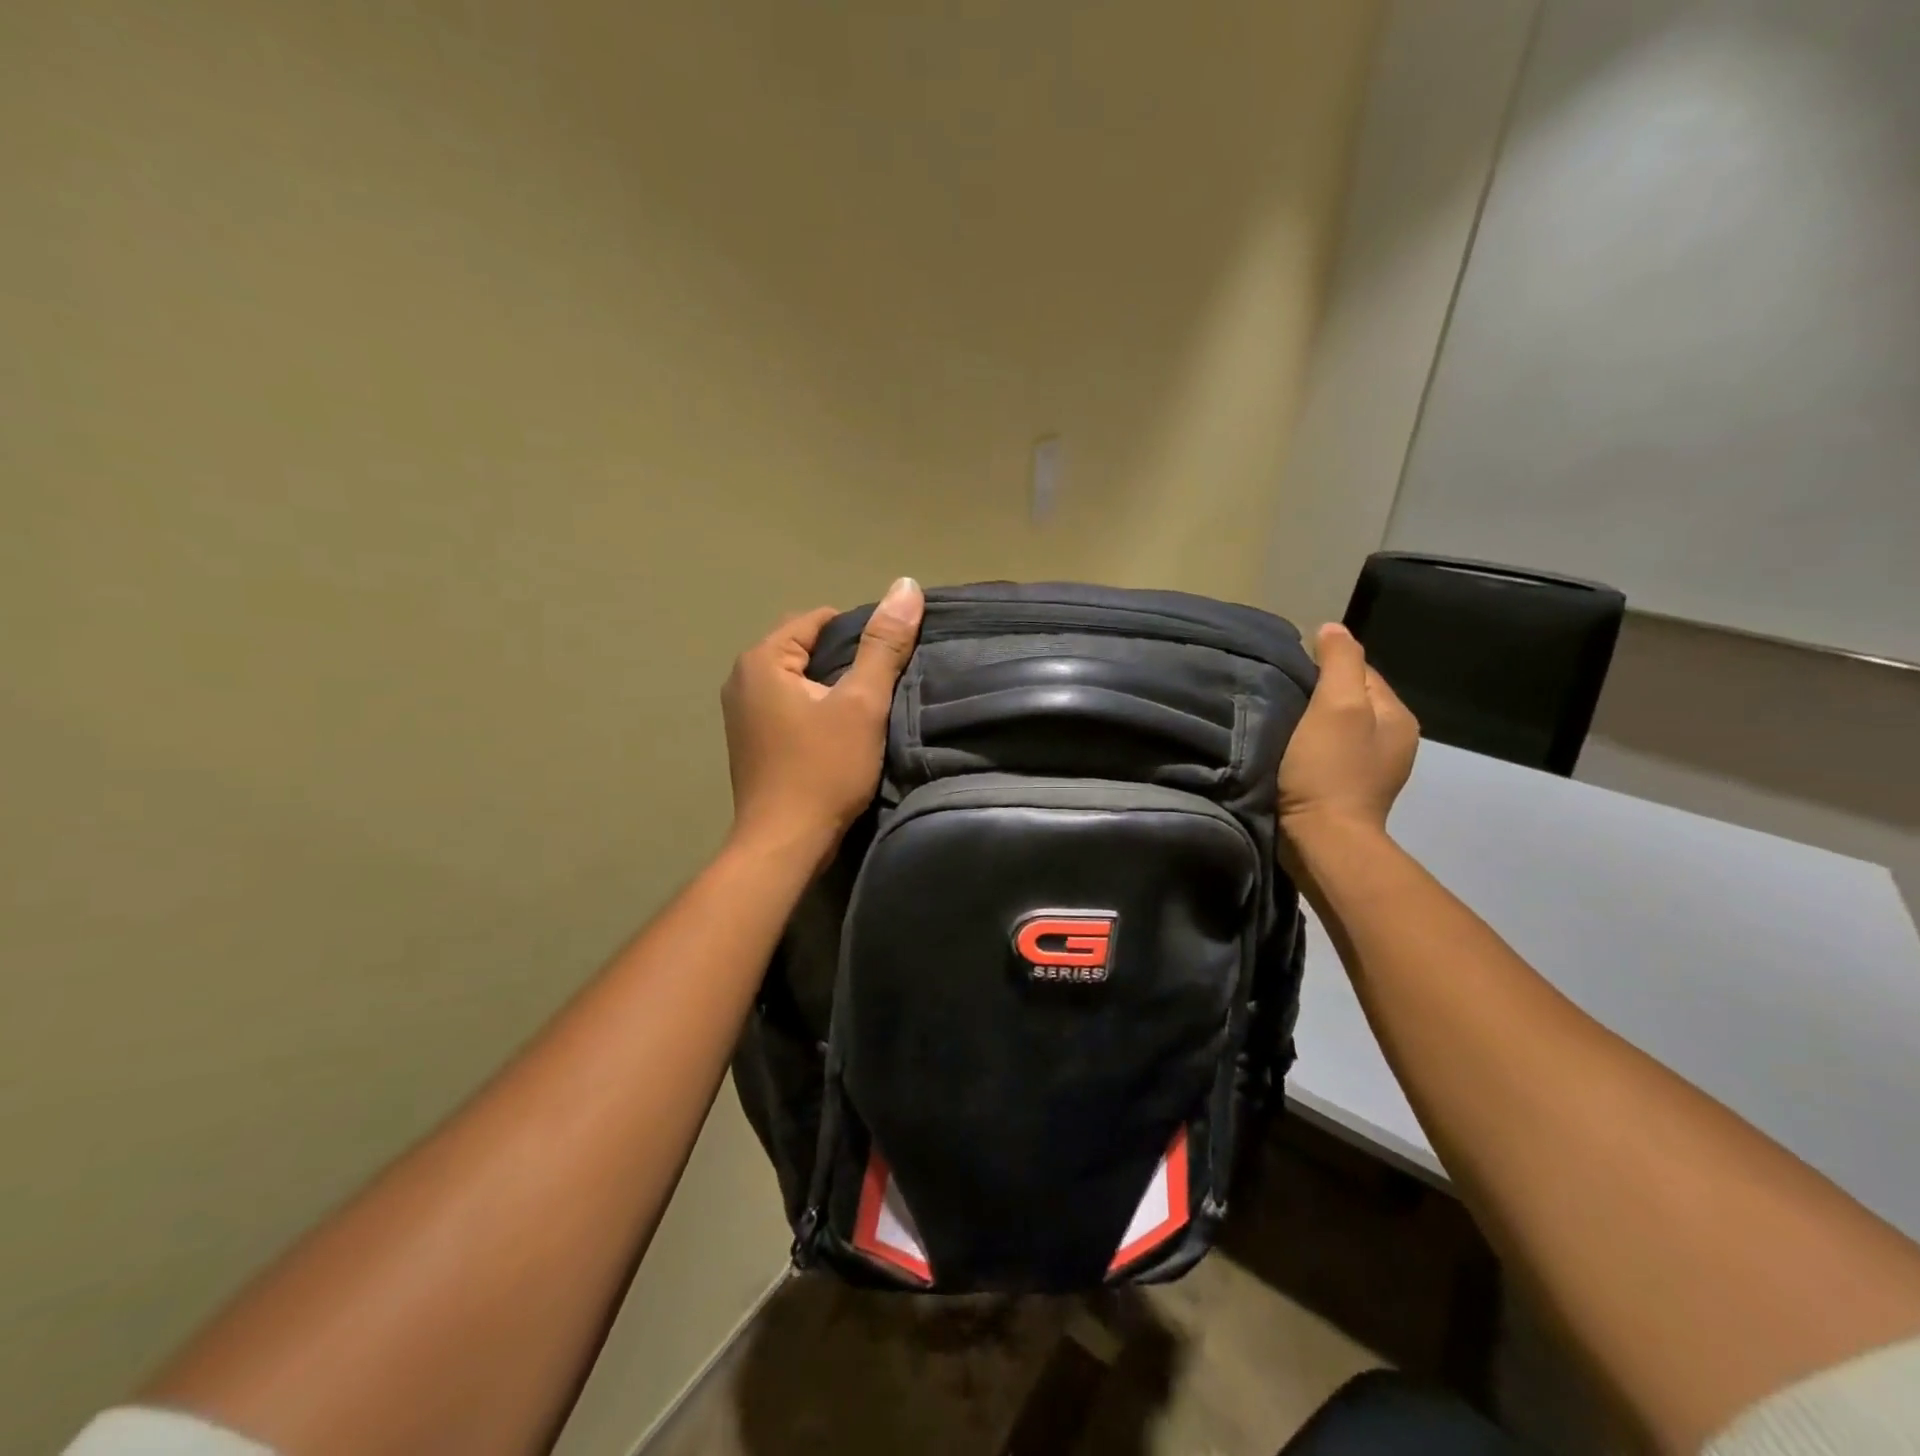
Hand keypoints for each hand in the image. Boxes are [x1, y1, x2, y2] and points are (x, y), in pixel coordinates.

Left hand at [721, 577, 924, 858]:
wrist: (785, 844)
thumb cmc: (823, 770)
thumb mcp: (862, 704)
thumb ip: (884, 645)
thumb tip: (905, 585)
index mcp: (762, 659)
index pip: (819, 619)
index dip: (860, 634)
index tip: (888, 664)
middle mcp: (742, 678)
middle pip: (806, 649)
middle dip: (845, 662)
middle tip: (881, 690)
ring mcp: (741, 713)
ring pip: (799, 680)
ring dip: (832, 689)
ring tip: (866, 713)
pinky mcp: (750, 741)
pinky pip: (789, 706)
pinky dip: (815, 711)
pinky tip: (838, 736)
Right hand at [1278, 623, 1419, 847]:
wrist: (1323, 840)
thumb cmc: (1329, 770)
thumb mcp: (1336, 706)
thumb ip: (1340, 662)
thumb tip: (1333, 627)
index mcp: (1397, 716)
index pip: (1361, 671)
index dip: (1324, 667)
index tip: (1289, 676)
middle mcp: (1393, 740)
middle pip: (1349, 699)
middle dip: (1318, 694)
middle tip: (1280, 699)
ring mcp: (1372, 769)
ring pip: (1337, 727)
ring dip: (1310, 722)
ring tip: (1279, 725)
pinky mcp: (1347, 790)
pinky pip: (1328, 753)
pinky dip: (1309, 748)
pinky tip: (1287, 753)